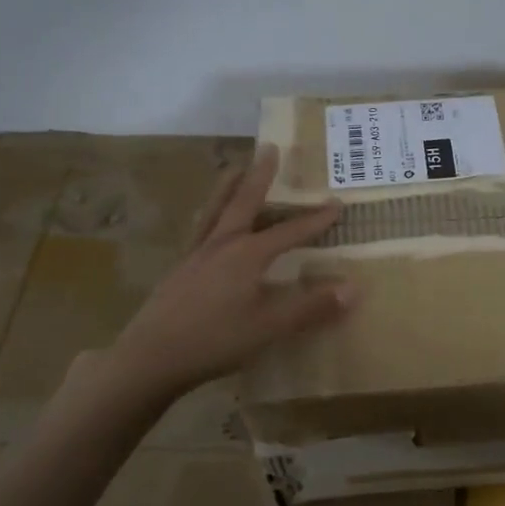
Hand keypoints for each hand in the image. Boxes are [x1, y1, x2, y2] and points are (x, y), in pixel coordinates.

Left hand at [71, 145, 356, 405]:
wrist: (150, 357)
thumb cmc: (215, 340)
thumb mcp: (270, 327)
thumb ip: (312, 307)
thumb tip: (354, 288)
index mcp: (248, 255)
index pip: (290, 231)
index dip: (315, 219)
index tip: (336, 203)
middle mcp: (222, 245)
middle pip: (244, 202)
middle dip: (260, 176)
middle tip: (269, 148)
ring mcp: (196, 255)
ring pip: (215, 210)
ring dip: (228, 186)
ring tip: (233, 168)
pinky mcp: (179, 270)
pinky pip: (199, 230)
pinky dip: (208, 215)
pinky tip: (208, 223)